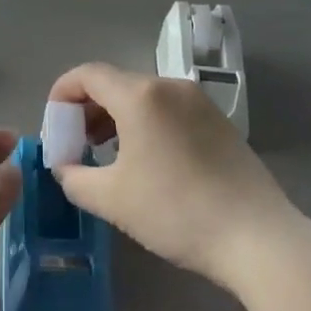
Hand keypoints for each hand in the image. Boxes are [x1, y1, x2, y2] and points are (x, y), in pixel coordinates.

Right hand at [47, 63, 301, 289]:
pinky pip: (169, 109)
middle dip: (88, 109)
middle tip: (76, 144)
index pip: (88, 74)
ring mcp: (199, 101)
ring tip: (107, 154)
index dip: (62, 93)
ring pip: (144, 96)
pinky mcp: (218, 121)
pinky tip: (146, 161)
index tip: (54, 124)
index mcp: (141, 96)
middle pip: (116, 83)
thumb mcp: (112, 199)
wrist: (256, 236)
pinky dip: (145, 123)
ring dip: (116, 117)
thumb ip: (74, 177)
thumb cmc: (175, 212)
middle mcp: (171, 86)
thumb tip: (64, 166)